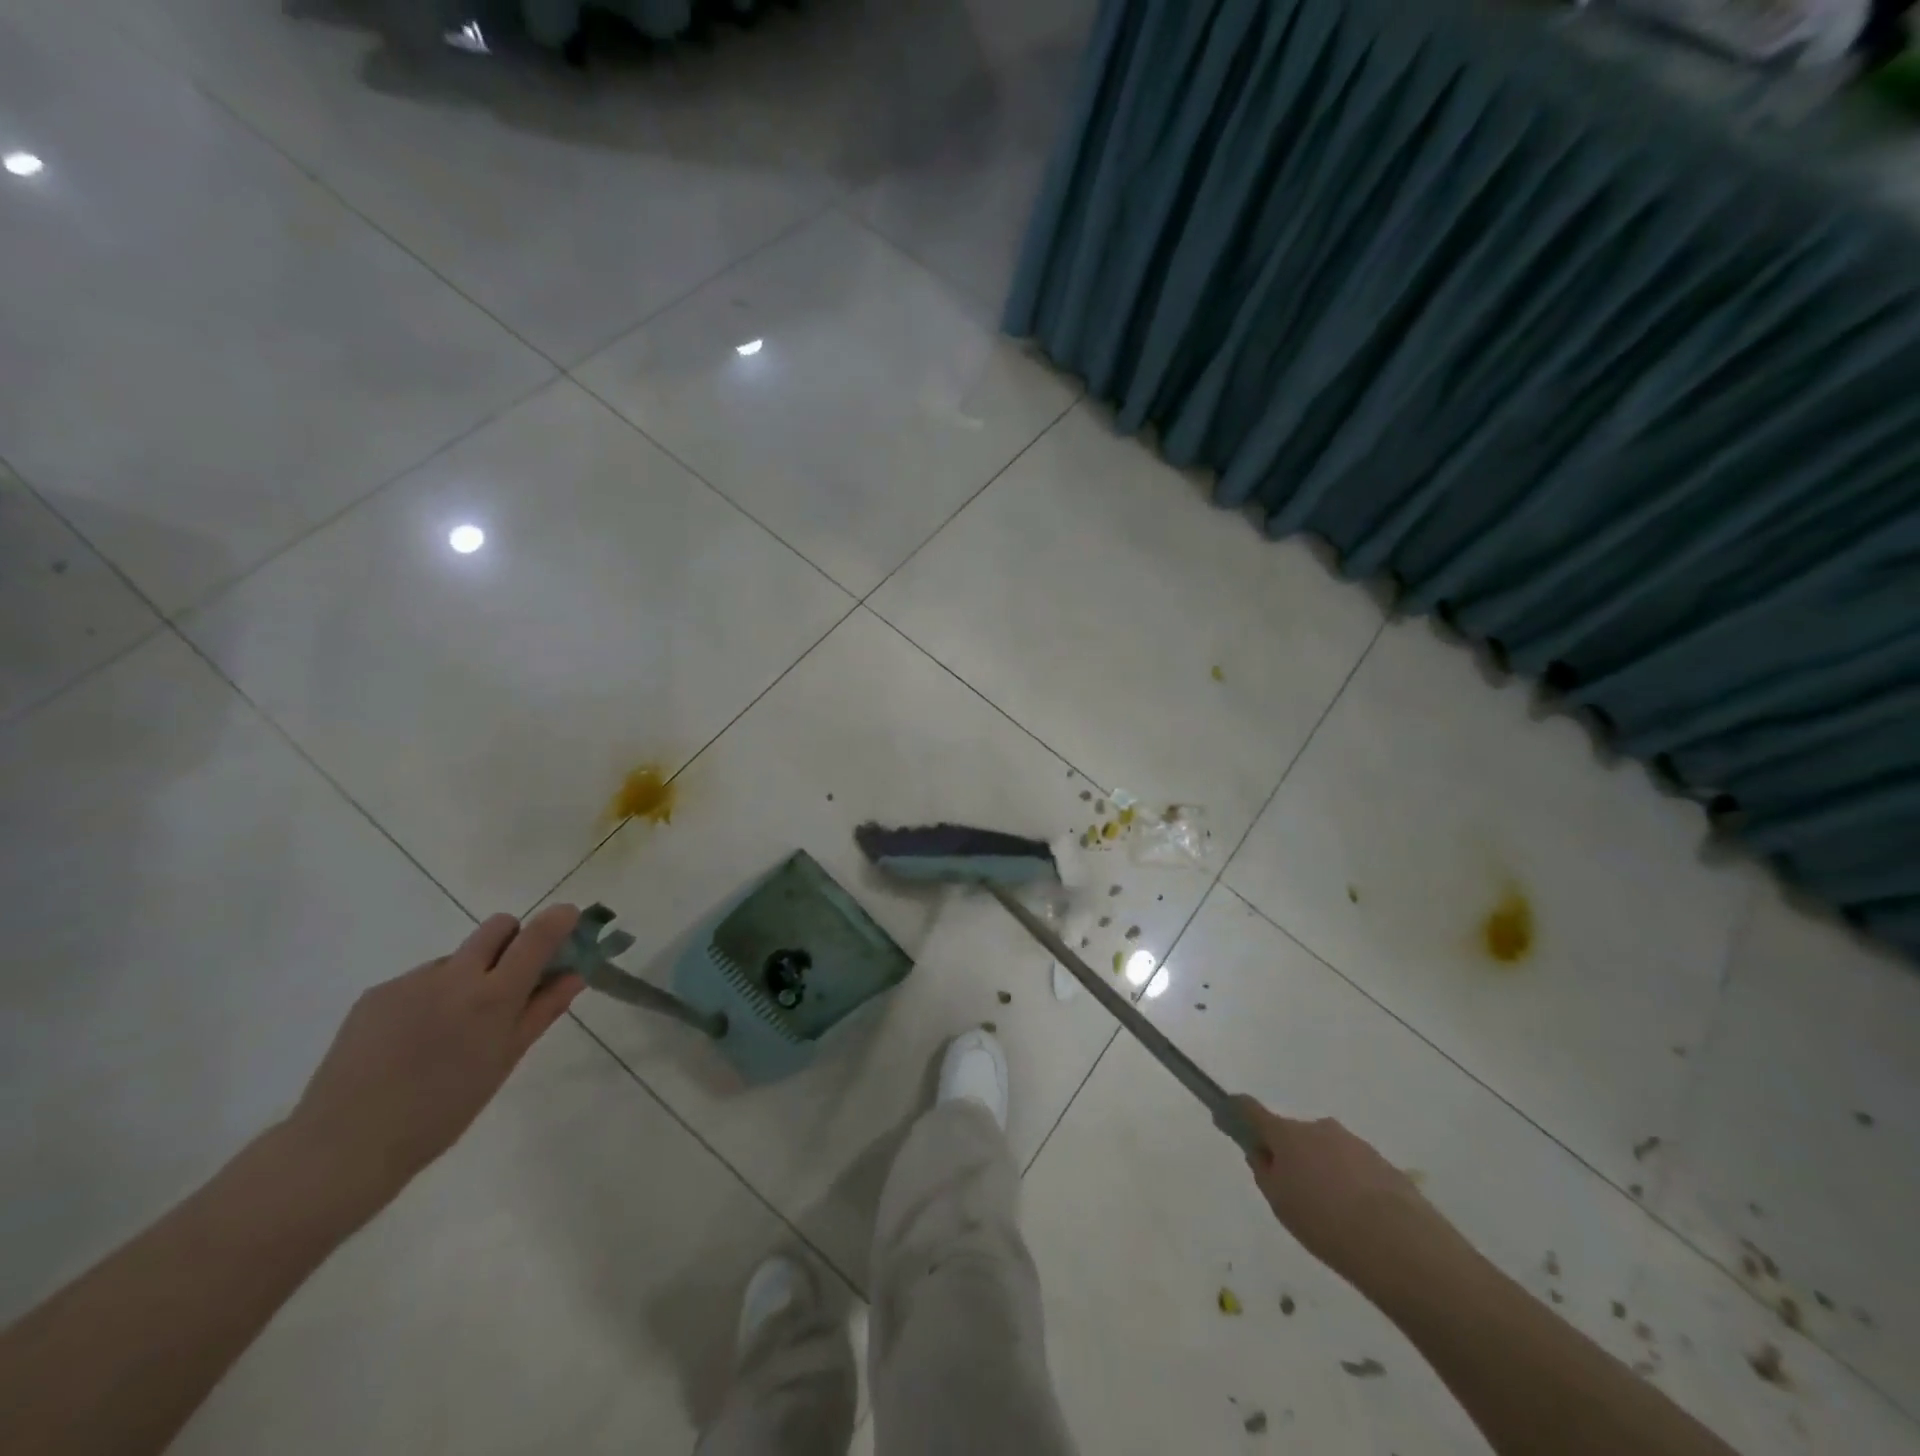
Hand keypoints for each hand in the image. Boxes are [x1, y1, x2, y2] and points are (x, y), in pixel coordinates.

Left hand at [285, 906, 584, 1202]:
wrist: (344, 1146)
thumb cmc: (442, 1112)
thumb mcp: (504, 1062)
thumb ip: (541, 1011)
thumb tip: (575, 975)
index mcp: (492, 997)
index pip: (537, 937)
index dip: (559, 919)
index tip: (571, 917)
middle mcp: (454, 976)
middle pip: (498, 927)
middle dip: (514, 940)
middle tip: (511, 979)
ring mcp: (411, 981)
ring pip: (457, 957)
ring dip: (468, 976)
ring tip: (449, 1029)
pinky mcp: (376, 993)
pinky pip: (420, 980)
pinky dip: (431, 997)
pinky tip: (413, 1039)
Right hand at [1233, 1095, 1430, 1276]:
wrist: (1400, 1246)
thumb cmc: (1325, 1223)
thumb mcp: (1280, 1204)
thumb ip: (1265, 1173)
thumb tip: (1263, 1154)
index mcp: (1287, 1134)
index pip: (1251, 1110)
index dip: (1237, 1111)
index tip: (1227, 1117)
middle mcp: (1318, 1128)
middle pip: (1293, 1135)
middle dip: (1290, 1155)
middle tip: (1295, 1194)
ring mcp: (1353, 1142)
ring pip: (1326, 1151)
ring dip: (1322, 1170)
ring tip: (1334, 1216)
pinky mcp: (1382, 1162)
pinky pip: (1354, 1167)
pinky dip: (1350, 1184)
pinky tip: (1360, 1221)